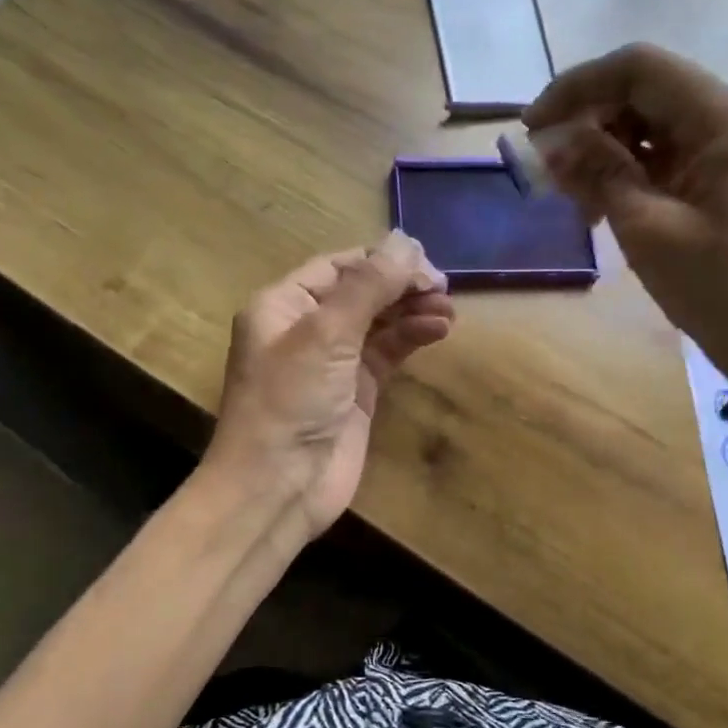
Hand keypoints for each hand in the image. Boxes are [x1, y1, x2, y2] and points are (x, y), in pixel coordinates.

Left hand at [205, 233, 453, 539]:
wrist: (279, 486)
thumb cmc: (290, 401)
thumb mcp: (327, 334)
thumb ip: (369, 286)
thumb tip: (405, 240)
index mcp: (283, 304)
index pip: (338, 266)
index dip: (381, 260)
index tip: (425, 264)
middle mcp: (305, 328)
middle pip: (361, 291)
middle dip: (401, 285)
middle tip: (443, 288)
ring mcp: (332, 362)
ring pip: (378, 322)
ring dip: (412, 311)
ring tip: (448, 311)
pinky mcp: (356, 392)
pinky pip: (387, 353)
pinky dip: (411, 339)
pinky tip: (438, 330)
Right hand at [523, 43, 727, 387]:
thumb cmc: (720, 290)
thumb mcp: (649, 230)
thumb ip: (598, 174)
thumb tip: (550, 140)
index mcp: (725, 119)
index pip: (639, 69)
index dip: (577, 88)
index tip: (532, 128)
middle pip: (647, 91)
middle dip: (590, 121)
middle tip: (549, 168)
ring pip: (655, 124)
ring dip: (606, 149)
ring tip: (574, 195)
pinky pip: (671, 155)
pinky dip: (631, 171)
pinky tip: (604, 204)